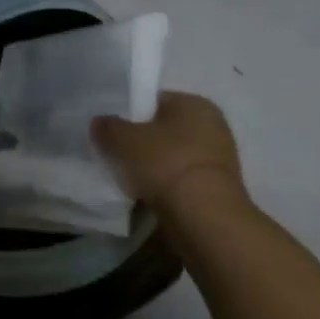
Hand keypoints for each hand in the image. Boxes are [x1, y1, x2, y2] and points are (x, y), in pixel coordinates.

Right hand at [92, 91, 246, 212]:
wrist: (204, 218)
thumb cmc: (165, 164)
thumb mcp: (122, 138)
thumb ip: (107, 126)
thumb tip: (100, 123)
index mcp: (195, 102)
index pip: (154, 100)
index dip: (128, 113)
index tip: (110, 130)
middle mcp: (213, 125)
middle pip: (164, 130)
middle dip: (141, 142)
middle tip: (115, 154)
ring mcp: (219, 159)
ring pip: (173, 156)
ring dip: (153, 166)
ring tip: (128, 179)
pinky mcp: (218, 189)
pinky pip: (181, 180)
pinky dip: (166, 186)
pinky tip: (147, 196)